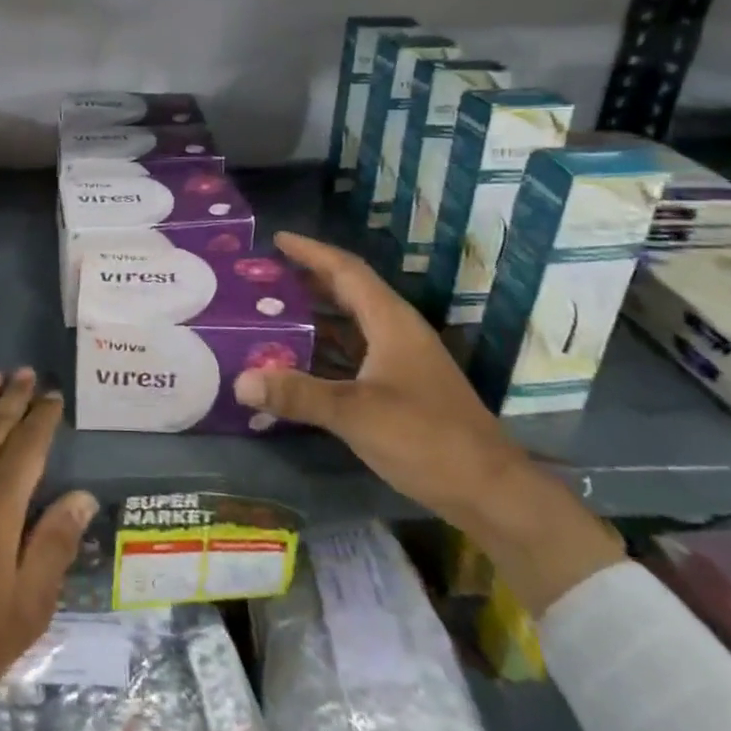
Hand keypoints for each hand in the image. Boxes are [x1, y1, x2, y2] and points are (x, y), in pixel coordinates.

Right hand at [232, 231, 523, 516]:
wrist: (490, 492)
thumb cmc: (426, 438)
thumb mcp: (355, 413)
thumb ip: (298, 395)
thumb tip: (240, 381)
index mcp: (391, 322)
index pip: (347, 271)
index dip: (311, 252)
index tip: (277, 238)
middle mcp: (397, 333)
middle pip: (349, 292)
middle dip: (308, 279)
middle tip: (266, 275)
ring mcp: (402, 362)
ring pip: (352, 325)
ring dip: (315, 316)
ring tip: (273, 312)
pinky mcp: (402, 389)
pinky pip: (355, 354)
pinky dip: (326, 350)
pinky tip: (300, 363)